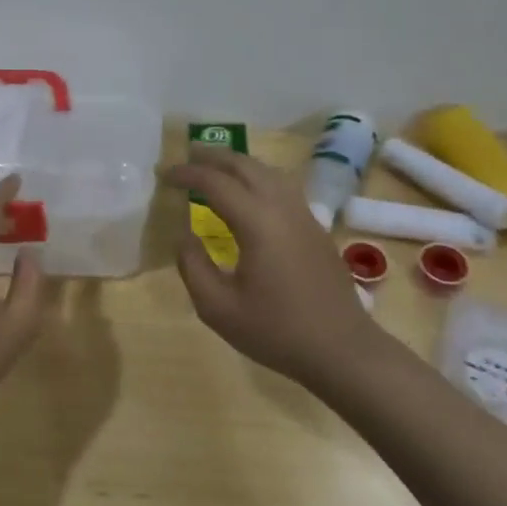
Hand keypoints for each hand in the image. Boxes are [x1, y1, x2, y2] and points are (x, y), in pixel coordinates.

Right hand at [166, 143, 383, 389]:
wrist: (342, 350)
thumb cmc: (276, 331)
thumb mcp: (218, 307)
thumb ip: (193, 266)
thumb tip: (183, 235)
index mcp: (257, 222)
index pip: (216, 183)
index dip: (187, 174)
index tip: (164, 175)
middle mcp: (282, 208)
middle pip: (246, 166)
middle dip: (214, 156)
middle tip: (187, 155)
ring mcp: (304, 216)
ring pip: (268, 172)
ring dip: (238, 164)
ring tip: (215, 167)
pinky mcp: (315, 228)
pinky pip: (282, 187)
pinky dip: (257, 178)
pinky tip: (248, 194)